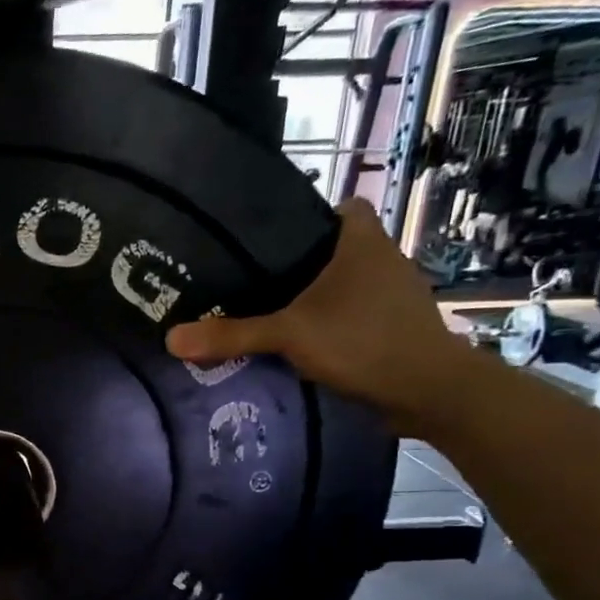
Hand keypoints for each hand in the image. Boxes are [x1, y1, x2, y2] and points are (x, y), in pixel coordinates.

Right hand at [166, 198, 468, 429]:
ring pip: (346, 285)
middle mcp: (383, 260)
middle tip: (254, 281)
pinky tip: (303, 344)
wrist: (428, 391)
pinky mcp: (395, 328)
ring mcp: (393, 296)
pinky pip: (354, 315)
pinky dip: (332, 325)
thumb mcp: (289, 335)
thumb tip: (170, 338)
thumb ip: (232, 335)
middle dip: (302, 264)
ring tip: (271, 313)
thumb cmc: (363, 342)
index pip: (343, 208)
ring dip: (317, 298)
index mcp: (363, 242)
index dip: (312, 218)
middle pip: (337, 249)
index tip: (274, 241)